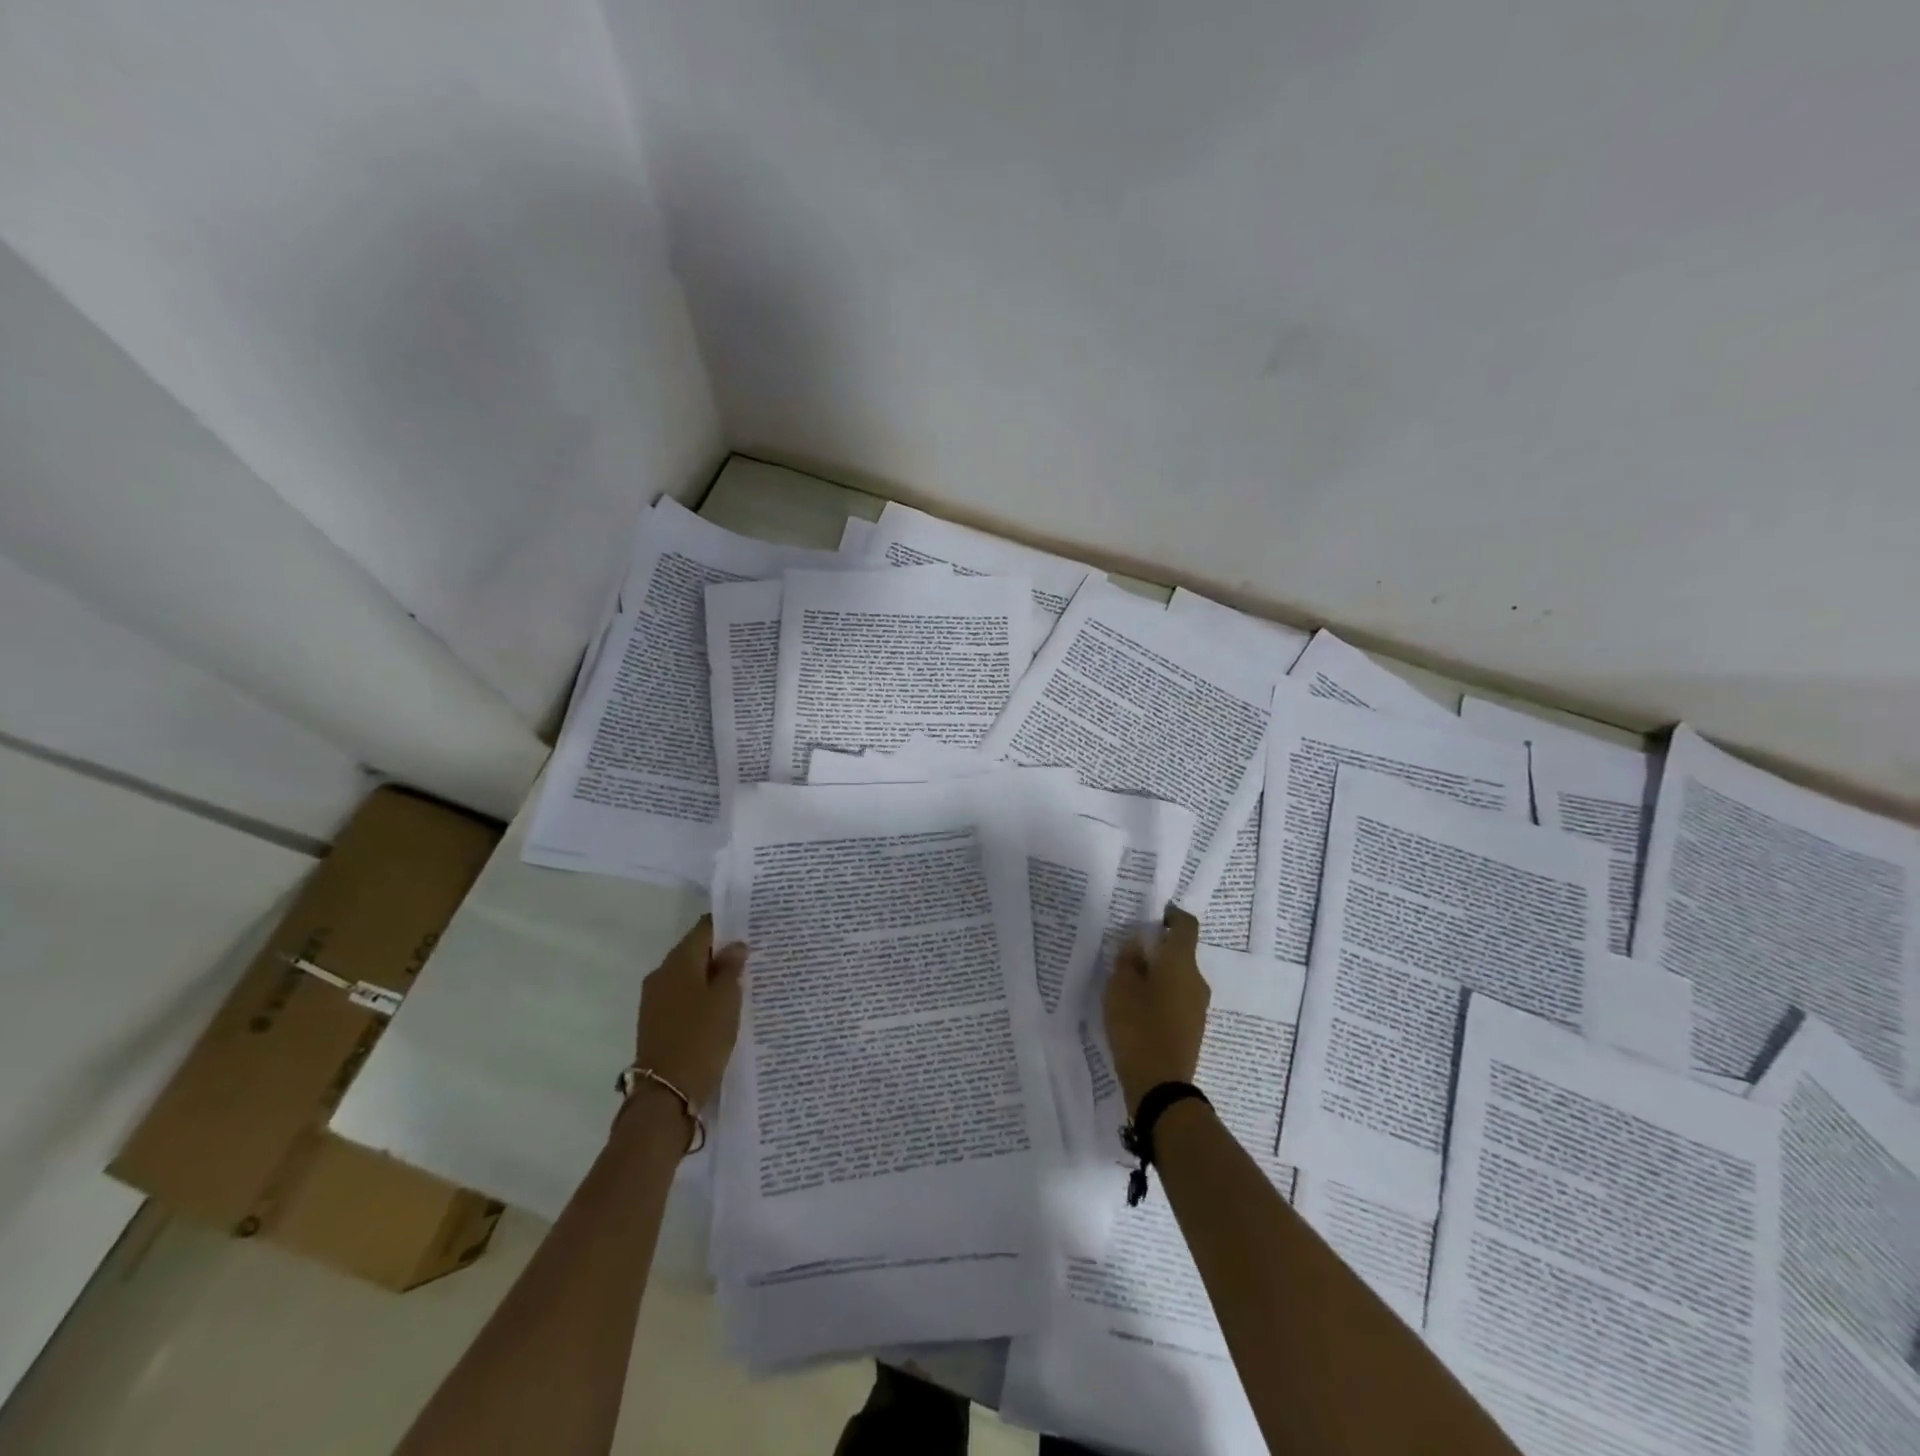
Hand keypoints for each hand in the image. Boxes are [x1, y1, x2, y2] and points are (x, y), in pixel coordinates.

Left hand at [635, 915, 746, 1107]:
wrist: (665, 1094)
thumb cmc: (701, 1038)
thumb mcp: (727, 999)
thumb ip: (731, 968)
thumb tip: (735, 945)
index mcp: (678, 961)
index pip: (705, 929)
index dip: (728, 925)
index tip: (751, 928)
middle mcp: (662, 974)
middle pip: (695, 951)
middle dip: (721, 953)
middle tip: (753, 957)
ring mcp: (655, 999)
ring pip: (689, 976)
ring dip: (712, 976)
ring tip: (742, 983)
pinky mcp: (656, 1022)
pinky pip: (683, 997)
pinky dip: (702, 996)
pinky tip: (722, 1007)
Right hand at [1105, 906, 1209, 1116]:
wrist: (1161, 1085)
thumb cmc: (1138, 1027)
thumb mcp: (1120, 988)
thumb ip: (1128, 960)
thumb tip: (1138, 944)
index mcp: (1181, 963)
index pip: (1186, 925)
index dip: (1172, 915)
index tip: (1155, 914)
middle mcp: (1196, 980)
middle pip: (1181, 952)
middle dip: (1158, 948)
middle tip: (1129, 951)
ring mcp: (1198, 1006)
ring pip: (1178, 976)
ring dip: (1158, 972)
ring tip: (1128, 981)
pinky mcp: (1192, 1027)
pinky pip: (1178, 998)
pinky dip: (1161, 993)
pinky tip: (1138, 1006)